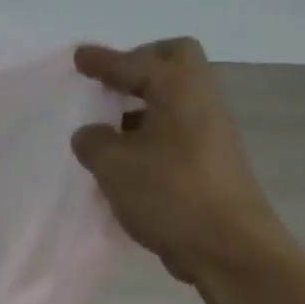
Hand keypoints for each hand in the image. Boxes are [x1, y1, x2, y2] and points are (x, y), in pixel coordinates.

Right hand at [71, 37, 289, 284]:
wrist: (226, 245)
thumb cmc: (170, 194)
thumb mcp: (115, 166)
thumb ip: (94, 142)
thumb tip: (90, 134)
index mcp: (181, 90)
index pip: (138, 62)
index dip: (105, 61)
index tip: (78, 58)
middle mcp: (201, 102)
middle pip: (173, 64)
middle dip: (138, 67)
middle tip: (106, 84)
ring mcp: (208, 134)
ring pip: (173, 101)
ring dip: (139, 107)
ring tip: (104, 128)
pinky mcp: (207, 163)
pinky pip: (172, 133)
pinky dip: (146, 136)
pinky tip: (122, 162)